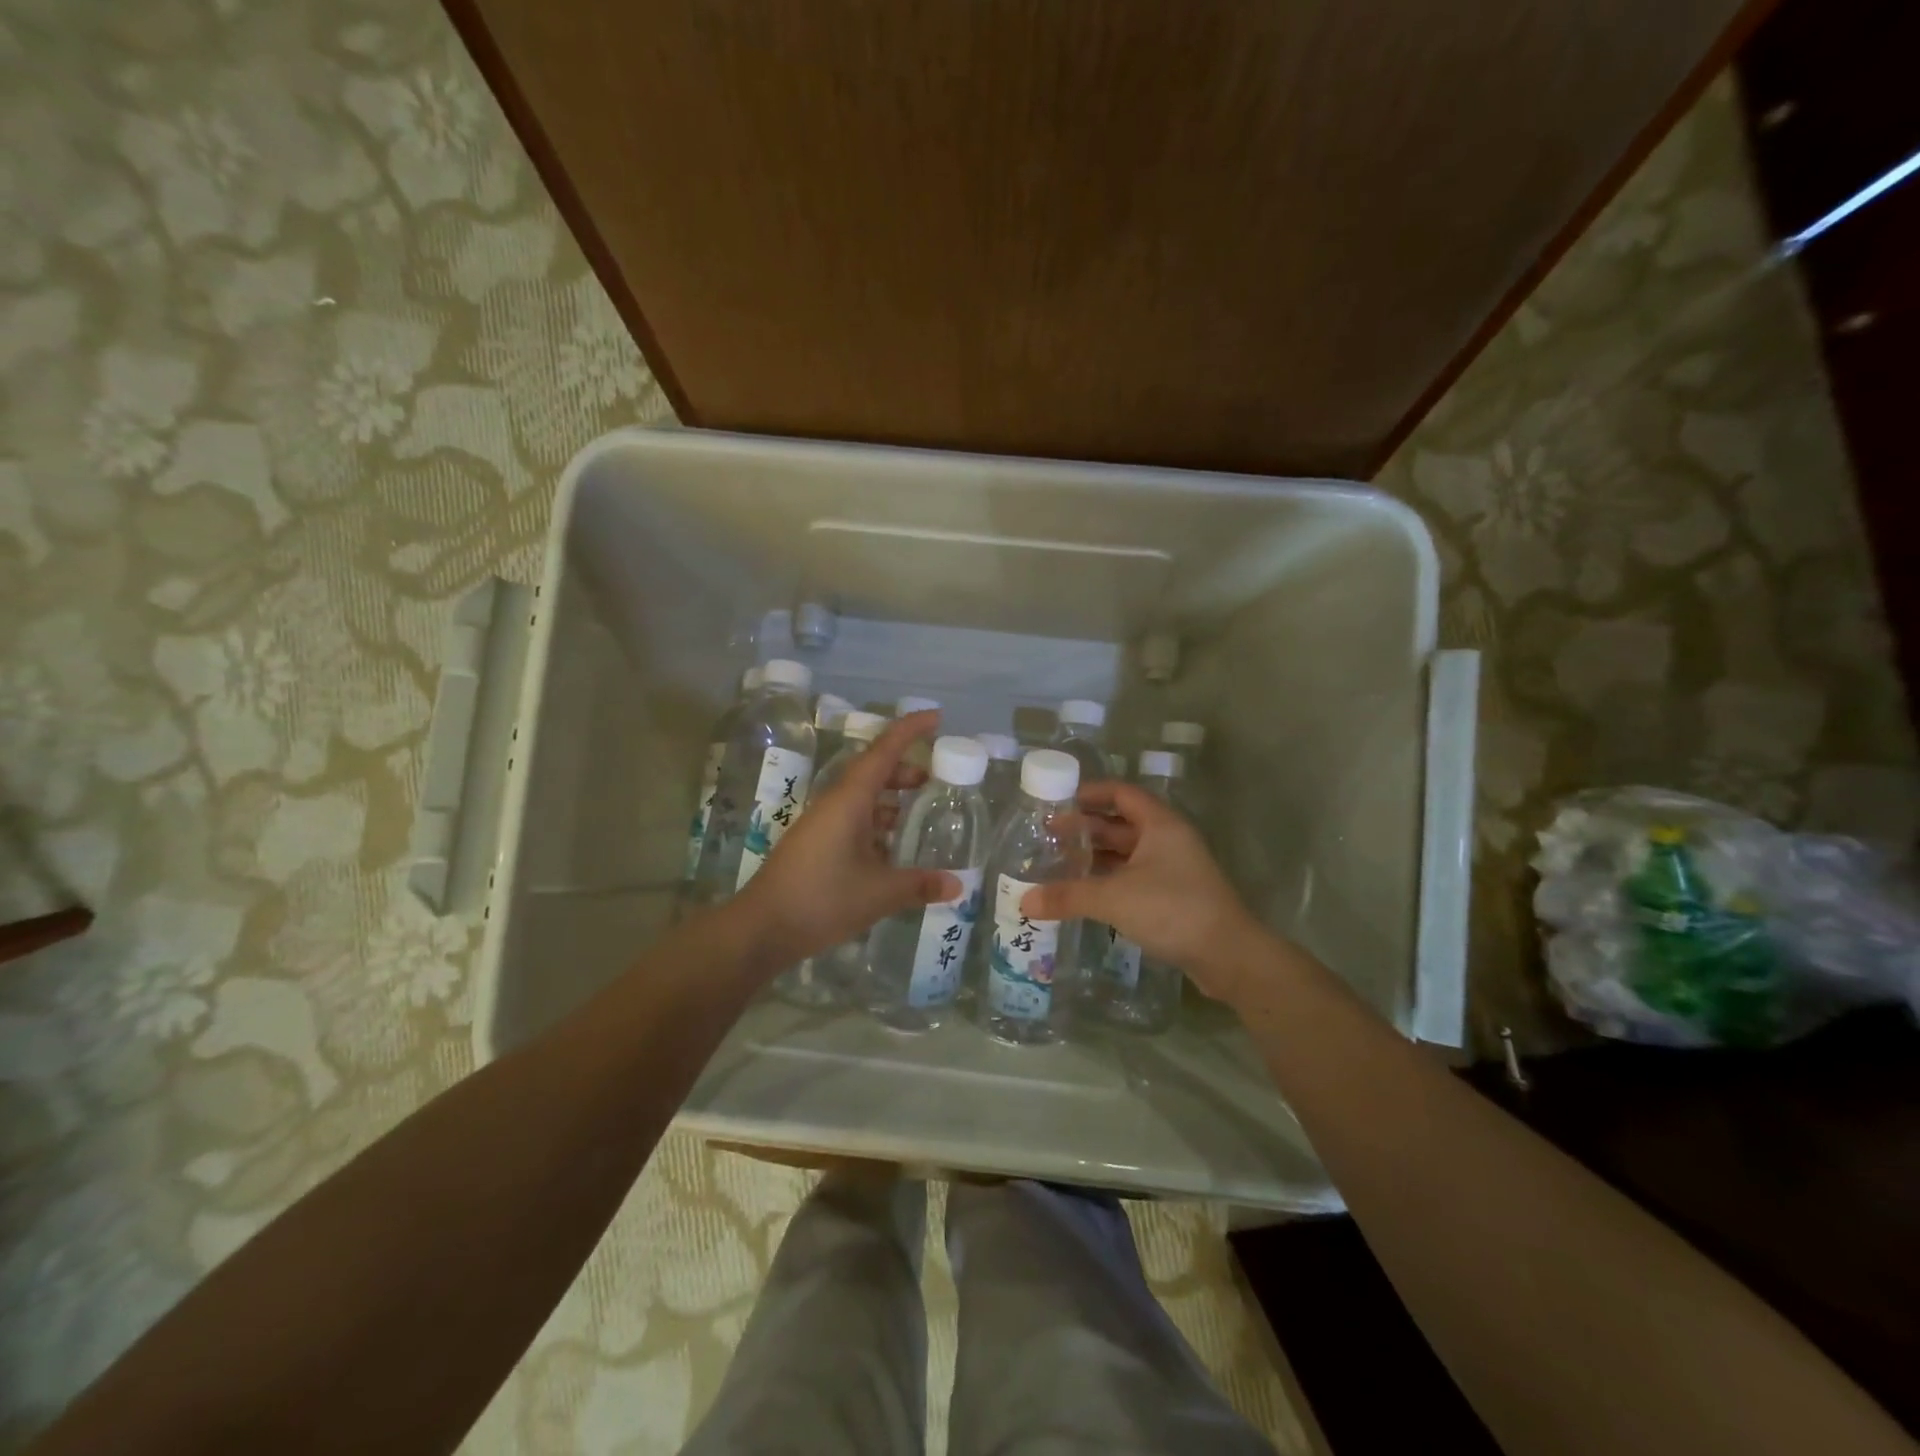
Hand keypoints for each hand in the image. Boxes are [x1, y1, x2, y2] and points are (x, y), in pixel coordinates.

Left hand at [735, 711, 960, 968]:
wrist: (761, 928)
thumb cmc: (821, 899)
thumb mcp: (879, 893)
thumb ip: (919, 885)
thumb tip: (959, 884)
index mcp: (849, 800)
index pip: (883, 751)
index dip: (909, 730)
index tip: (936, 717)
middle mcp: (834, 804)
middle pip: (872, 771)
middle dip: (903, 768)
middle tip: (932, 778)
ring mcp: (822, 825)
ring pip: (861, 797)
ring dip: (889, 797)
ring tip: (915, 812)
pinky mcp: (815, 845)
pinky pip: (852, 820)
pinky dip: (875, 822)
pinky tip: (890, 847)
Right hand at [1020, 782, 1271, 1002]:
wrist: (1229, 955)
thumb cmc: (1173, 910)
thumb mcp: (1114, 898)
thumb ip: (1068, 896)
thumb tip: (1024, 901)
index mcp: (1159, 824)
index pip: (1121, 793)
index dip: (1091, 793)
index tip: (1059, 799)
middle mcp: (1168, 839)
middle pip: (1121, 823)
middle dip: (1086, 828)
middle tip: (1049, 835)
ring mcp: (1174, 868)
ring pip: (1128, 852)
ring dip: (1097, 856)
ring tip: (1060, 862)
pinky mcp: (1175, 895)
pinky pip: (1135, 876)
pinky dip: (1110, 878)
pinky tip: (1086, 891)